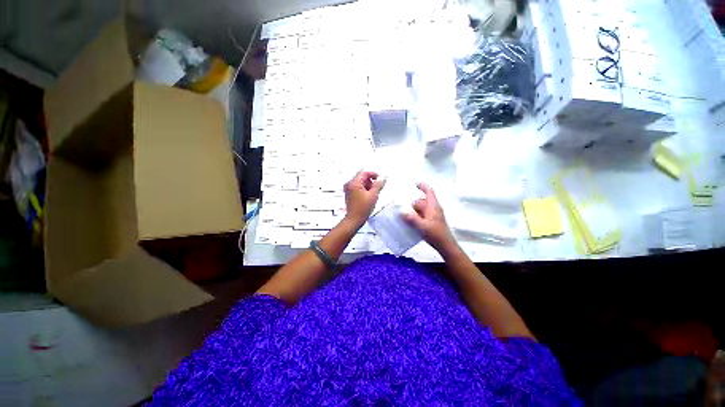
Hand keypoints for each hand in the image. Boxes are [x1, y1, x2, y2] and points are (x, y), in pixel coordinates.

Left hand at [343, 171, 385, 226]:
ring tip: (373, 195)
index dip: (374, 175)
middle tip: (377, 189)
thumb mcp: (373, 195)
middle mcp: (349, 184)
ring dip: (368, 186)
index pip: (365, 173)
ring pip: (361, 183)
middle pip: (362, 177)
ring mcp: (348, 189)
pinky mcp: (349, 194)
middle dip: (371, 182)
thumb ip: (378, 185)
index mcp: (354, 182)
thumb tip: (382, 178)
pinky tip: (368, 197)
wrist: (354, 219)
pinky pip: (358, 188)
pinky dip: (364, 190)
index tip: (381, 180)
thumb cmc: (363, 208)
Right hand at [402, 183, 455, 251]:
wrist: (445, 245)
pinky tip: (412, 223)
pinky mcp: (432, 220)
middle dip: (413, 205)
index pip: (429, 192)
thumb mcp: (422, 226)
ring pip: (422, 208)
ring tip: (407, 219)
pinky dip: (417, 215)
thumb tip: (402, 211)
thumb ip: (412, 219)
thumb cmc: (435, 234)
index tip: (414, 184)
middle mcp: (434, 208)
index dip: (423, 186)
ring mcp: (434, 214)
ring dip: (414, 211)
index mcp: (433, 206)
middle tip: (405, 212)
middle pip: (422, 201)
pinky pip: (423, 214)